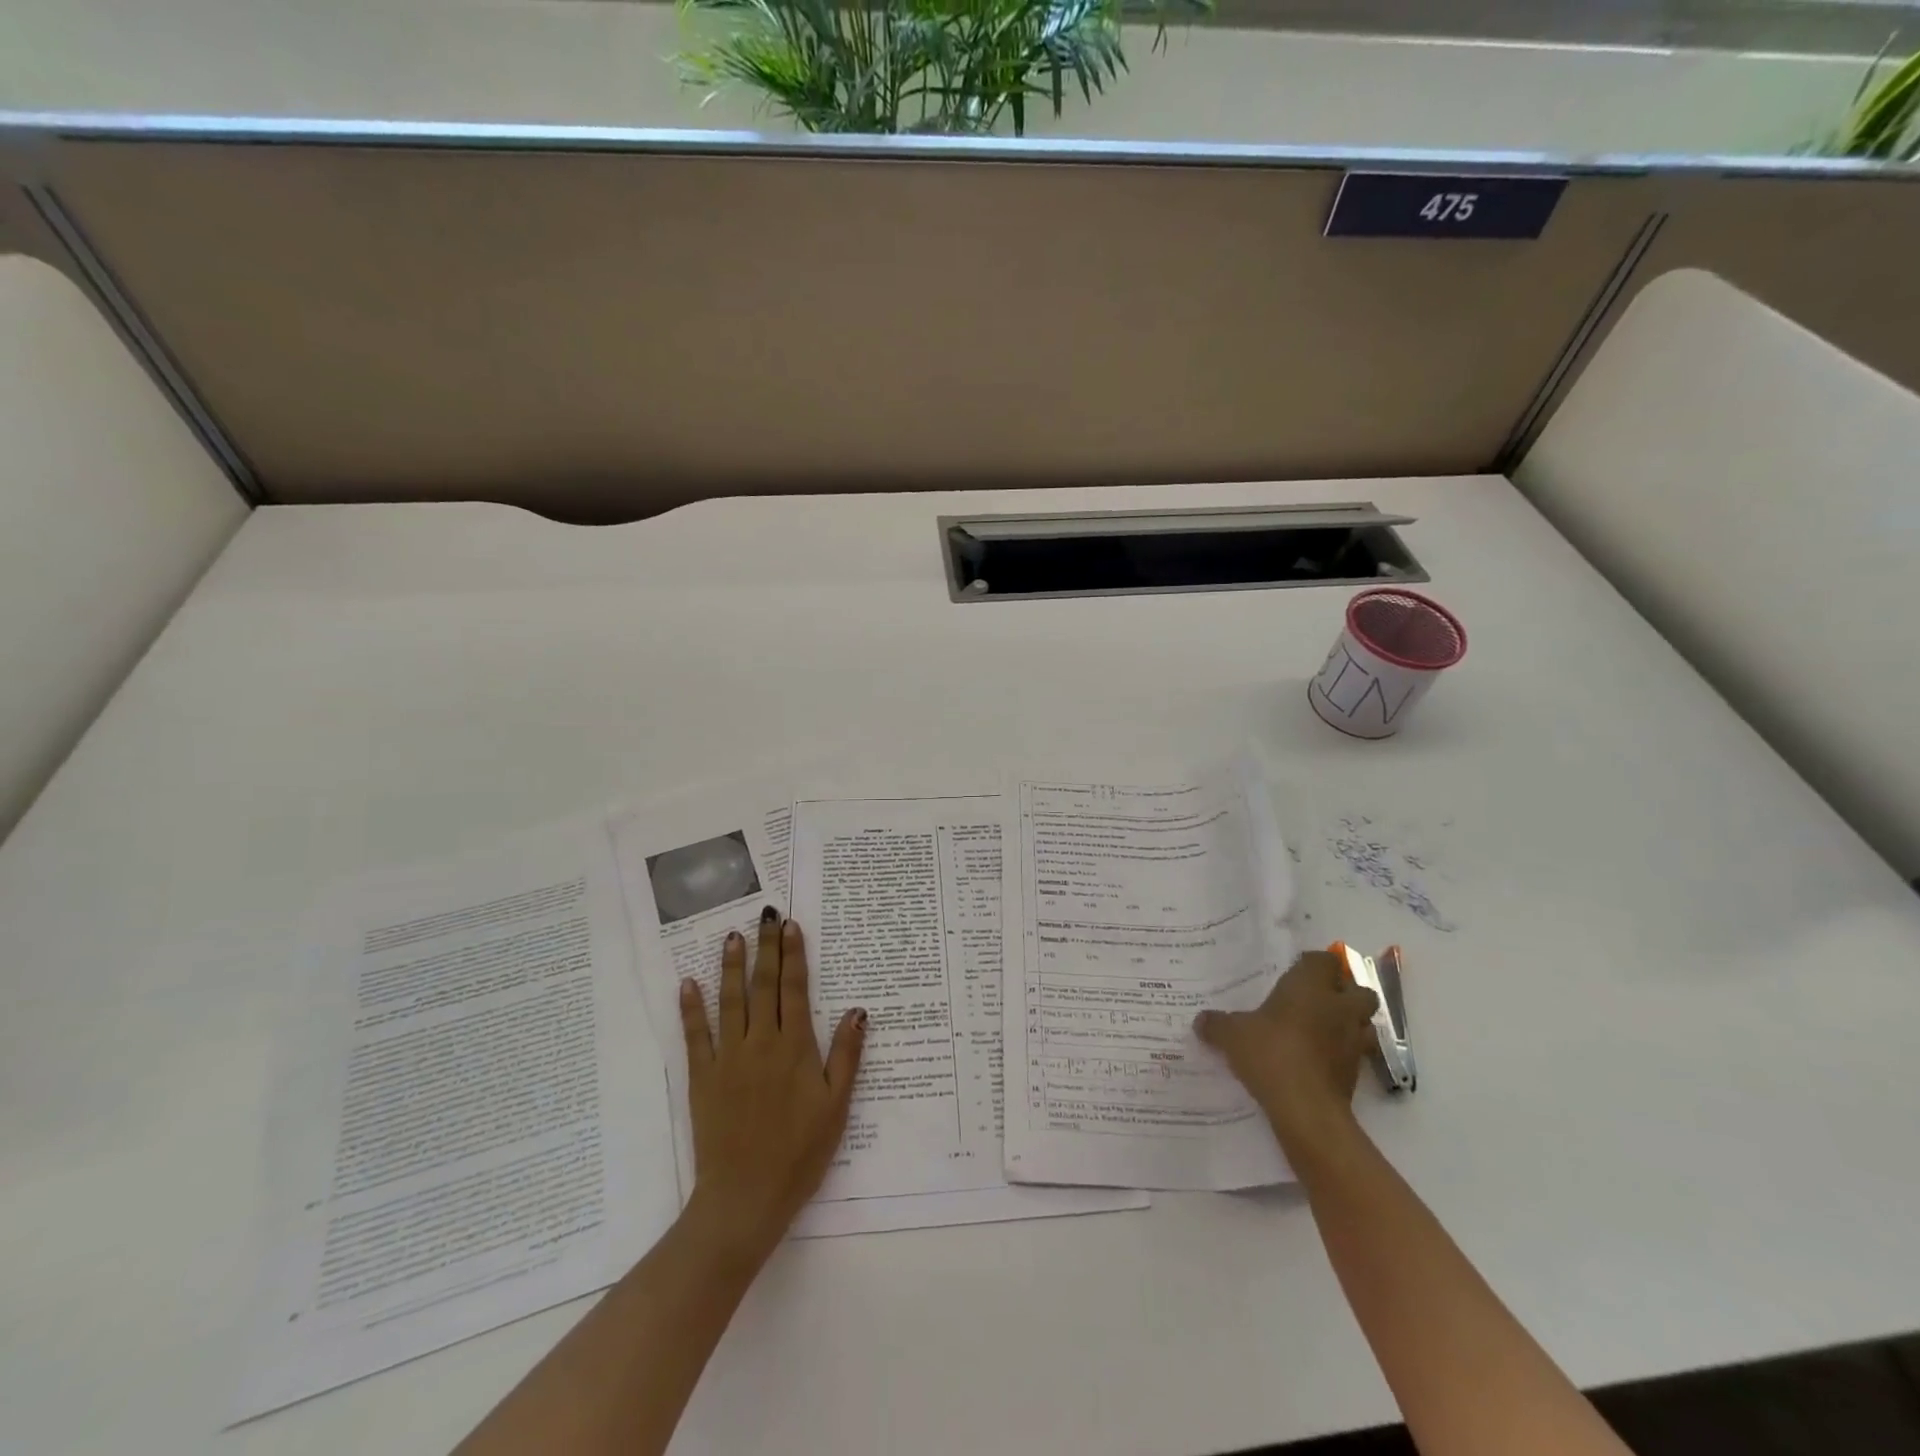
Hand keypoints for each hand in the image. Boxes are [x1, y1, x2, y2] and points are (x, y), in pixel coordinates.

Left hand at [677, 908, 865, 1265]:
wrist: (746, 1198)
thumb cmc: (800, 1153)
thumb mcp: (836, 1106)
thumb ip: (846, 1055)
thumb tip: (858, 1011)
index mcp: (795, 1048)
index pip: (794, 990)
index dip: (793, 956)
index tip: (791, 926)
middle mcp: (760, 1043)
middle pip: (764, 986)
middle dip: (767, 948)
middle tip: (767, 915)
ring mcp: (728, 1058)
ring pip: (731, 1001)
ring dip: (732, 967)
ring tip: (733, 936)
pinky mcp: (702, 1078)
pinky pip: (696, 1036)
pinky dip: (691, 1008)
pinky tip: (688, 983)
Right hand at [1195, 950, 1378, 1158]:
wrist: (1305, 1109)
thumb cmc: (1270, 1053)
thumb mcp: (1231, 1035)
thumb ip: (1216, 1024)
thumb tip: (1200, 1021)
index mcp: (1310, 986)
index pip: (1324, 960)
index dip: (1312, 965)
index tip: (1294, 973)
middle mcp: (1338, 1007)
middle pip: (1359, 989)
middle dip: (1344, 993)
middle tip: (1316, 1001)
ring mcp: (1353, 1041)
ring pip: (1364, 1022)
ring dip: (1349, 1024)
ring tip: (1321, 1031)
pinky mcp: (1358, 1073)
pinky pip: (1355, 1054)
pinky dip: (1342, 1054)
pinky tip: (1318, 1061)